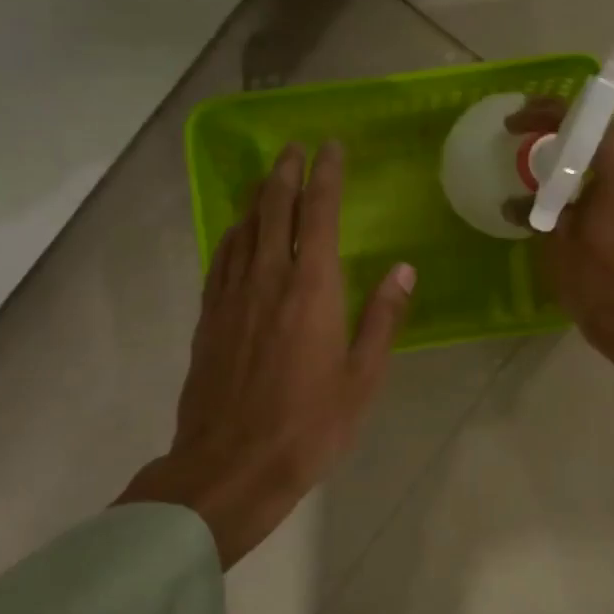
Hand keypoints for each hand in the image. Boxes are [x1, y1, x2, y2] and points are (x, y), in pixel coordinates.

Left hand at [121, 142, 414, 566]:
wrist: (230, 466)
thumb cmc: (309, 426)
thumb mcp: (362, 378)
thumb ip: (382, 319)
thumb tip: (403, 270)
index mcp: (312, 290)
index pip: (319, 214)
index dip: (326, 176)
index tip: (331, 147)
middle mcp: (268, 280)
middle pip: (274, 209)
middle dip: (286, 173)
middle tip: (294, 147)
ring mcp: (232, 297)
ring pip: (244, 229)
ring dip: (258, 196)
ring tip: (268, 177)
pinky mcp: (209, 318)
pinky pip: (221, 260)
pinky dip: (233, 234)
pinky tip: (236, 232)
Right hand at [504, 99, 613, 407]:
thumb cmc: (596, 278)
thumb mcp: (557, 237)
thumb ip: (537, 206)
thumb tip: (513, 202)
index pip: (583, 120)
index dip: (544, 114)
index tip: (514, 123)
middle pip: (601, 130)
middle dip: (562, 128)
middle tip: (527, 135)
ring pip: (613, 151)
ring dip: (579, 151)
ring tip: (543, 158)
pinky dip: (595, 171)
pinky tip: (568, 185)